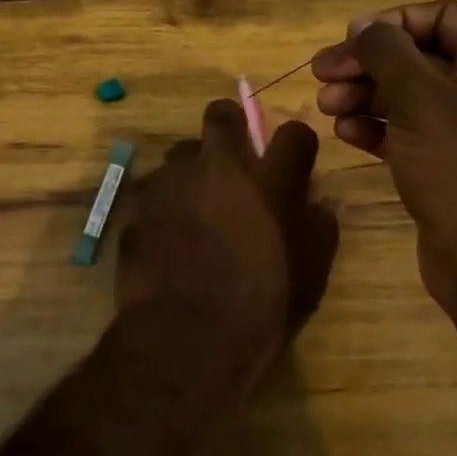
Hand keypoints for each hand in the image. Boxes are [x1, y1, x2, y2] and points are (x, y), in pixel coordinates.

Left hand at [116, 100, 339, 393]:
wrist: (184, 340)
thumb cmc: (259, 312)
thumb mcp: (309, 279)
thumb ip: (318, 231)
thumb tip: (316, 206)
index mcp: (268, 182)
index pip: (294, 134)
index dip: (296, 145)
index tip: (293, 162)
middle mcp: (217, 168)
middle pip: (221, 115)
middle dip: (229, 126)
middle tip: (233, 159)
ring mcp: (171, 182)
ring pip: (182, 153)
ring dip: (193, 171)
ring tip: (196, 208)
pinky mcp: (138, 205)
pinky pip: (155, 190)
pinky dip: (165, 204)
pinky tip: (168, 237)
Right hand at [312, 0, 456, 312]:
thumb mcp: (420, 98)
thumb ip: (386, 52)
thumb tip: (363, 23)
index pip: (442, 16)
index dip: (393, 23)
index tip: (350, 40)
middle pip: (418, 56)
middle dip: (368, 64)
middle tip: (321, 74)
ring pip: (408, 95)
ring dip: (364, 95)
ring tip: (326, 107)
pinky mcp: (447, 164)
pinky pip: (407, 131)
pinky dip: (376, 127)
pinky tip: (345, 134)